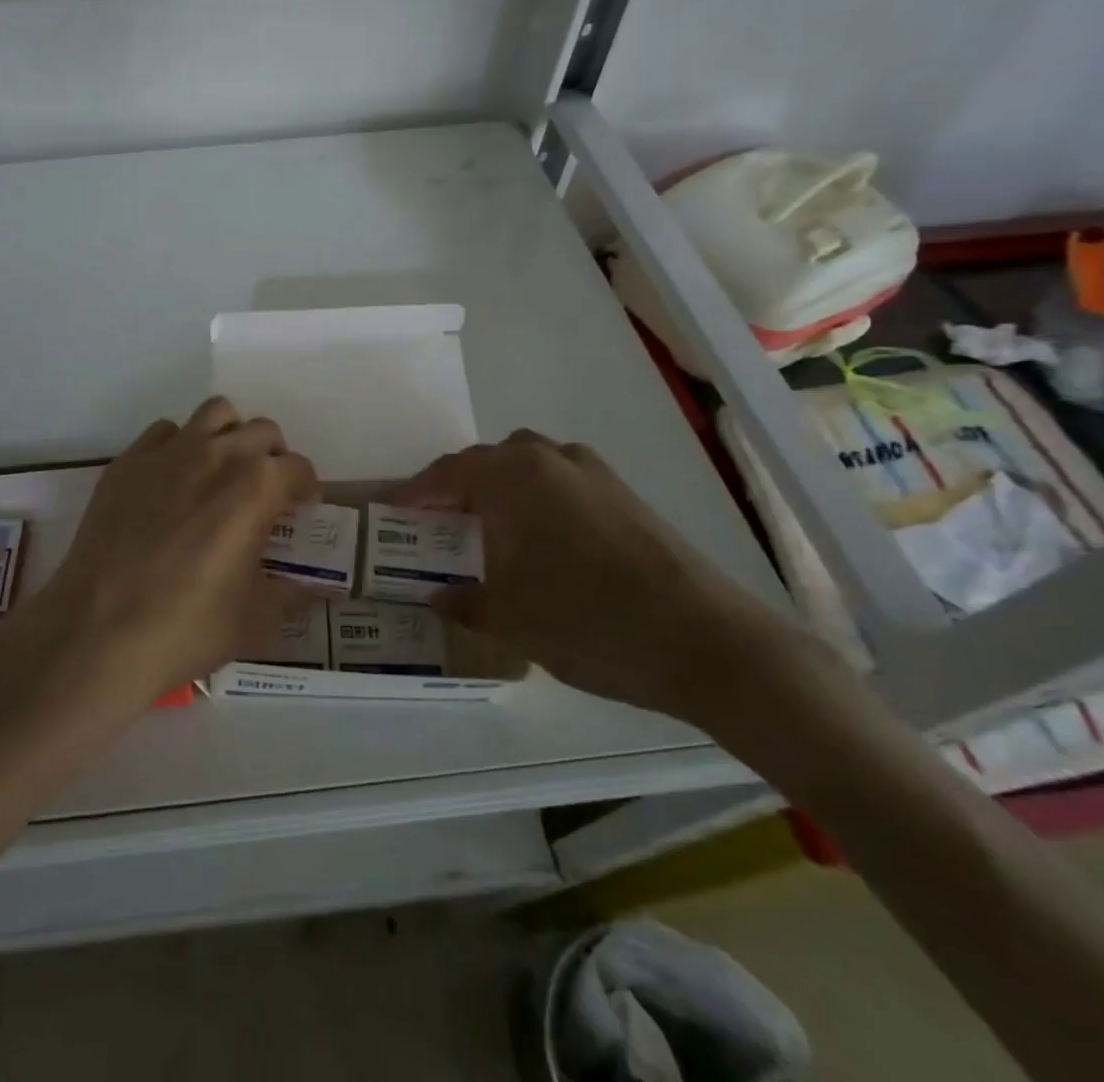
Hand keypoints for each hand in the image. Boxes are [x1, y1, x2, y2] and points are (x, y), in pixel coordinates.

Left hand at [0, 397, 318, 722]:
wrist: (99, 632)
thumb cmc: (188, 628)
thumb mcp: (256, 620)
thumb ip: (291, 594)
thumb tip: (315, 588)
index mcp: (257, 486)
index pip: (298, 468)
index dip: (306, 489)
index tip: (300, 510)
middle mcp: (217, 454)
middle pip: (261, 431)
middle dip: (273, 457)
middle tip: (265, 493)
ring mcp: (168, 452)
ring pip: (214, 414)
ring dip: (229, 436)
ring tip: (223, 473)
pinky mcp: (128, 462)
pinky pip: (164, 433)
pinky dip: (180, 447)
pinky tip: (173, 484)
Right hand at [395, 431, 800, 727]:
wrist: (708, 643)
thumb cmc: (589, 621)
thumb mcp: (510, 619)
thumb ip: (465, 603)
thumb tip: (438, 597)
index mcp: (515, 477)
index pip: (450, 472)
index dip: (418, 491)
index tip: (395, 510)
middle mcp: (553, 461)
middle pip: (491, 460)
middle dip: (460, 485)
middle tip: (442, 521)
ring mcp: (597, 476)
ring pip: (532, 466)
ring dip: (502, 488)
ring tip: (490, 529)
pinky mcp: (628, 498)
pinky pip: (564, 483)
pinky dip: (539, 500)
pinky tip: (543, 543)